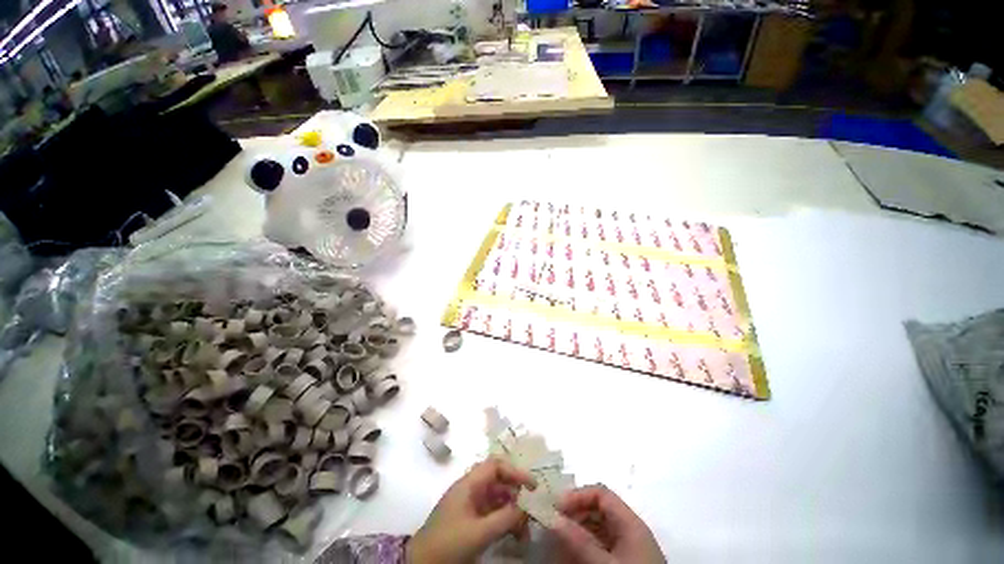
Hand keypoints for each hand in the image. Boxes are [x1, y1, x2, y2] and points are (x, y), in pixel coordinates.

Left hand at [407, 458, 536, 563]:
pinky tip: (514, 534)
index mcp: (469, 483)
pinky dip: (505, 521)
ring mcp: (470, 504)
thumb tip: (526, 508)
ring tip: (525, 530)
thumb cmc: (448, 543)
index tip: (532, 486)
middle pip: (498, 481)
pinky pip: (492, 513)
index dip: (515, 471)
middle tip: (532, 510)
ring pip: (497, 499)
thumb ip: (504, 518)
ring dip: (513, 511)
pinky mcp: (470, 519)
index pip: (495, 465)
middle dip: (516, 494)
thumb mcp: (478, 532)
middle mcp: (470, 489)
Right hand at [552, 485, 665, 563]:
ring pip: (599, 527)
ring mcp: (629, 546)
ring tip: (561, 541)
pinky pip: (602, 544)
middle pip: (599, 509)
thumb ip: (581, 542)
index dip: (578, 496)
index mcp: (631, 522)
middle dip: (575, 514)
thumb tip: (553, 518)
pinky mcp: (626, 560)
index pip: (601, 494)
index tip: (557, 507)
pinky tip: (574, 554)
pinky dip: (586, 546)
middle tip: (555, 524)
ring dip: (578, 530)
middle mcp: (630, 529)